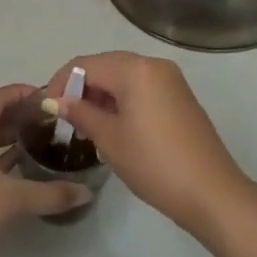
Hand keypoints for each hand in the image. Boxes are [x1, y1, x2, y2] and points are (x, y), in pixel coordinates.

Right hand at [44, 52, 255, 236]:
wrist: (211, 192)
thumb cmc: (154, 163)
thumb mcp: (109, 139)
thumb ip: (80, 113)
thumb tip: (56, 101)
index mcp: (135, 69)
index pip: (85, 64)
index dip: (60, 83)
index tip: (45, 109)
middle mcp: (154, 65)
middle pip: (105, 66)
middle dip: (80, 88)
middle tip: (63, 119)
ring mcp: (171, 80)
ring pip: (124, 77)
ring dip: (101, 96)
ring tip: (84, 127)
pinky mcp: (179, 97)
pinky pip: (141, 88)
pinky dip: (122, 101)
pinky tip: (112, 127)